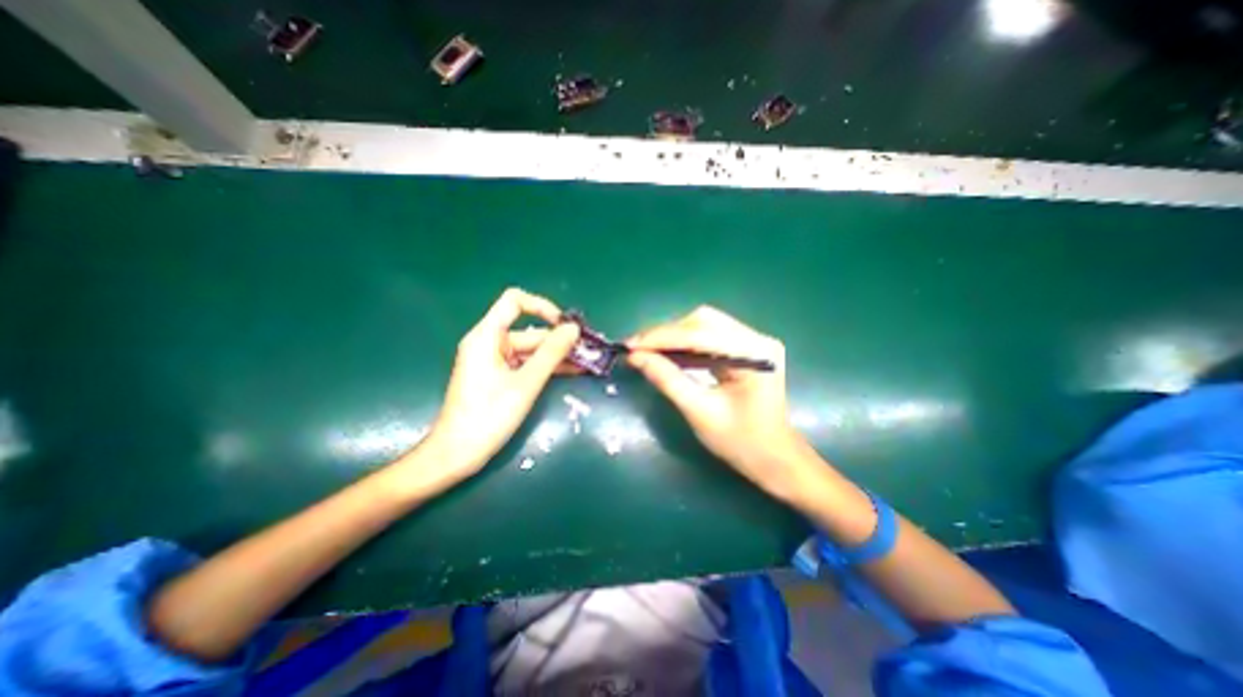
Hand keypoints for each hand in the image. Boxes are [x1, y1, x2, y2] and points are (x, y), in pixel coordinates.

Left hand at [413, 289, 575, 484]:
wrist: (457, 454)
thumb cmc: (489, 416)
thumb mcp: (526, 383)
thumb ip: (551, 353)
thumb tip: (574, 329)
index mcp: (487, 336)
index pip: (515, 302)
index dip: (542, 307)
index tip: (565, 326)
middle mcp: (489, 343)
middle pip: (529, 331)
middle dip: (559, 340)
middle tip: (588, 351)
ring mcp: (494, 361)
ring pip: (531, 350)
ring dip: (557, 355)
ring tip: (587, 362)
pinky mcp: (499, 376)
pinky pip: (526, 364)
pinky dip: (546, 367)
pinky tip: (572, 371)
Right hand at [628, 308, 812, 498]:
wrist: (774, 459)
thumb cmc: (741, 442)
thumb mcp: (700, 412)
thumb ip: (668, 380)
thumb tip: (635, 357)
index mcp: (754, 354)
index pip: (700, 335)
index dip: (661, 338)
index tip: (630, 346)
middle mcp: (757, 339)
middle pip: (702, 321)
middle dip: (666, 333)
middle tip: (636, 349)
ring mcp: (752, 341)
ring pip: (702, 325)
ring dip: (672, 337)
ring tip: (645, 350)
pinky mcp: (744, 348)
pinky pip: (708, 337)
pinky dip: (683, 344)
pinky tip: (665, 353)